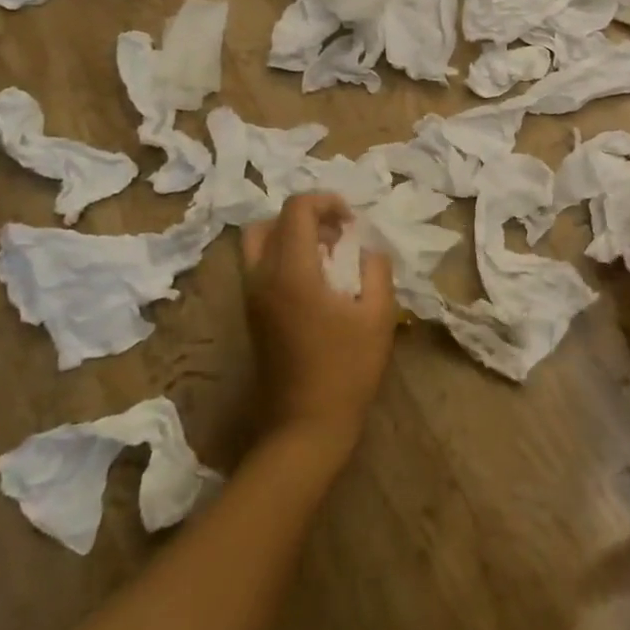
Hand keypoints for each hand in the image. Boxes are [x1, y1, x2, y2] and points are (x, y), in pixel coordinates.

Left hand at [240, 193, 396, 454]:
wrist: (305, 427)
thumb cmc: (347, 370)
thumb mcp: (378, 315)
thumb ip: (376, 269)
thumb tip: (368, 248)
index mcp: (292, 271)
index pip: (297, 209)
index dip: (326, 202)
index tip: (353, 222)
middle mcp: (262, 277)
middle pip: (269, 221)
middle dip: (304, 216)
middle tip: (337, 233)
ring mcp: (252, 298)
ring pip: (259, 244)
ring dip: (291, 236)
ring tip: (328, 256)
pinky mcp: (252, 316)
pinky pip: (260, 267)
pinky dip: (284, 257)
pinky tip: (317, 281)